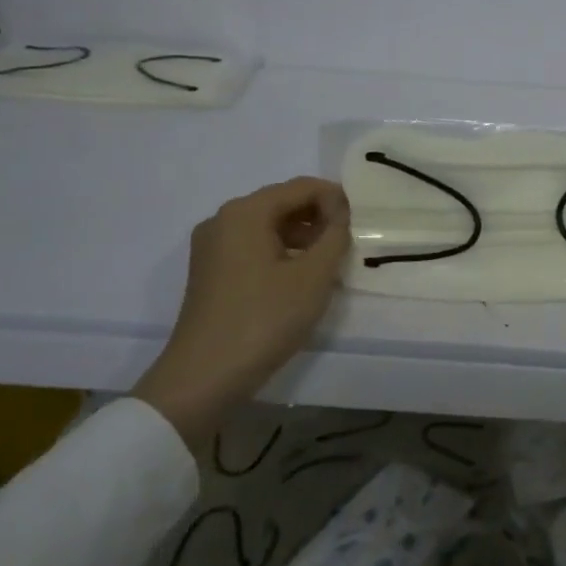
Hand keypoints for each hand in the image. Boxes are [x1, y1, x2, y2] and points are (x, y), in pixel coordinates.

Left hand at [135, 177, 349, 448]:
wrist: (203, 378)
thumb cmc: (264, 319)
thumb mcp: (313, 276)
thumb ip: (334, 235)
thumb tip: (340, 212)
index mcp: (245, 212)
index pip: (301, 187)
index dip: (336, 198)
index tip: (361, 222)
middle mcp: (223, 220)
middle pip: (281, 203)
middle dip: (318, 216)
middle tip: (348, 241)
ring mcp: (211, 247)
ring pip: (267, 226)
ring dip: (302, 236)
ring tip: (329, 261)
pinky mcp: (210, 272)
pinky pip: (252, 247)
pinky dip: (281, 252)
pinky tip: (300, 277)